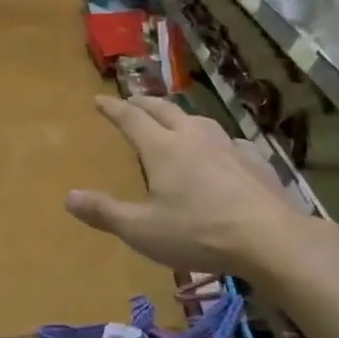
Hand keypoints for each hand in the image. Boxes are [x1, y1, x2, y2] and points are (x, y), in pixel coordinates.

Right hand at [66, 95, 322, 278]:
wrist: (269, 238)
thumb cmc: (198, 233)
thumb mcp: (141, 230)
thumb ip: (104, 212)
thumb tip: (69, 196)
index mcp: (162, 148)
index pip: (131, 119)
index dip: (113, 108)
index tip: (100, 99)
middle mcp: (193, 137)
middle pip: (164, 110)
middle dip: (144, 103)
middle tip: (131, 100)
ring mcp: (228, 145)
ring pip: (198, 120)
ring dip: (180, 116)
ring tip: (175, 121)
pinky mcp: (254, 160)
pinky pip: (229, 141)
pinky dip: (215, 140)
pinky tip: (222, 151)